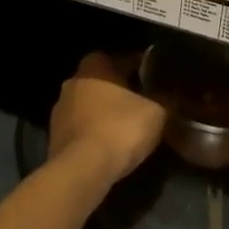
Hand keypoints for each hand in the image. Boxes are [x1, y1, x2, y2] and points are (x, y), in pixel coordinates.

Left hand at [47, 52, 166, 191]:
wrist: (82, 170)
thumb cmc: (120, 129)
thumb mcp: (156, 113)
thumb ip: (166, 99)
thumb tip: (172, 95)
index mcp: (95, 66)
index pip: (123, 58)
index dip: (143, 69)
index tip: (158, 82)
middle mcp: (73, 81)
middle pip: (104, 81)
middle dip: (123, 91)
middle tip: (145, 104)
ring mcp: (60, 110)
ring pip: (91, 105)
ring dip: (107, 113)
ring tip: (130, 127)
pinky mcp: (55, 136)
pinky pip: (83, 127)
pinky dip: (96, 132)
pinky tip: (112, 145)